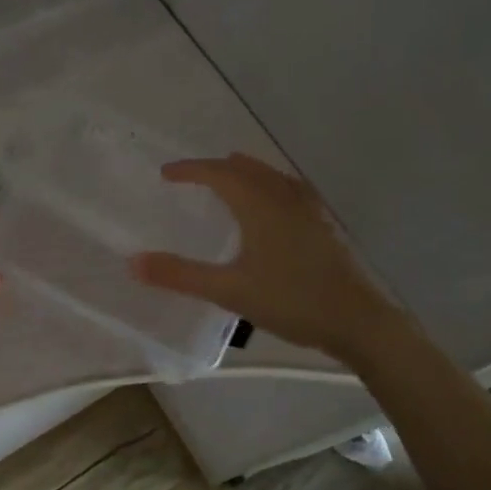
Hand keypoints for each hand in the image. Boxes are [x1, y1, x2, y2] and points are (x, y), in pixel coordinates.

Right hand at [130, 153, 396, 361]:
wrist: (357, 321)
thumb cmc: (291, 301)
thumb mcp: (228, 290)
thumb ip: (180, 275)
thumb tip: (133, 262)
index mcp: (259, 204)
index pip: (218, 173)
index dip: (190, 169)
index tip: (165, 173)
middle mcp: (284, 197)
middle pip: (246, 168)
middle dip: (215, 168)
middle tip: (191, 177)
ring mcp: (309, 209)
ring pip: (270, 176)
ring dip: (244, 173)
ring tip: (227, 181)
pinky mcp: (323, 225)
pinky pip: (288, 189)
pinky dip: (268, 186)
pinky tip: (271, 207)